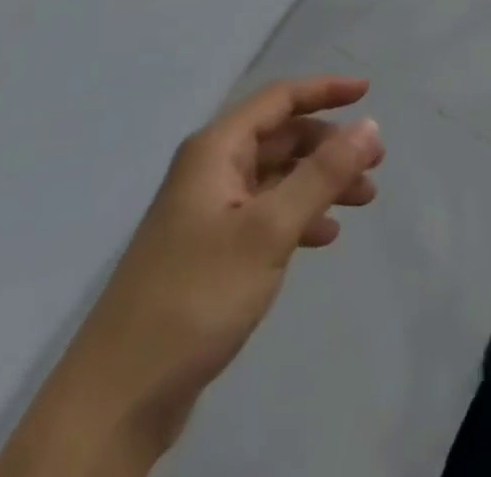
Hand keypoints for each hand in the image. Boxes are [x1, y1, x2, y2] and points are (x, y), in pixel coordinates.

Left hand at [0, 76, 384, 475]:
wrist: (116, 401)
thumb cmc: (196, 296)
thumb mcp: (268, 230)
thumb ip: (323, 174)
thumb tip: (370, 124)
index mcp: (216, 151)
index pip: (279, 99)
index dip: (325, 90)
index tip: (368, 93)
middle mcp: (210, 171)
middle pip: (281, 137)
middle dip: (330, 145)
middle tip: (374, 163)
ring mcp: (208, 213)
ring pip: (277, 178)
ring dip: (321, 182)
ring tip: (363, 200)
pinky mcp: (209, 253)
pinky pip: (266, 215)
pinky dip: (299, 216)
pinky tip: (324, 237)